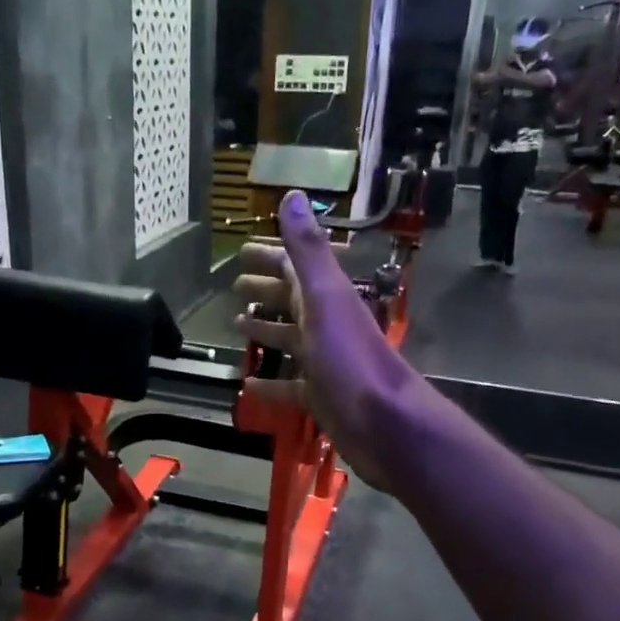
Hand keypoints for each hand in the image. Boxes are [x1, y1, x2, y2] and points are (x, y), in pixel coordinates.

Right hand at [232, 191, 429, 491]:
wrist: (384, 424)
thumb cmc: (350, 359)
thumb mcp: (325, 300)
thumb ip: (307, 251)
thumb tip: (292, 196)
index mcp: (327, 298)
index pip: (295, 267)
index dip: (270, 256)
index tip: (241, 252)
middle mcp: (327, 325)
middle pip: (293, 300)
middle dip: (266, 290)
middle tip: (235, 286)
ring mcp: (325, 362)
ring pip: (291, 340)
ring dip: (266, 330)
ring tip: (236, 325)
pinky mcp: (321, 397)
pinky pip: (290, 385)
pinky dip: (270, 382)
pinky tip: (248, 384)